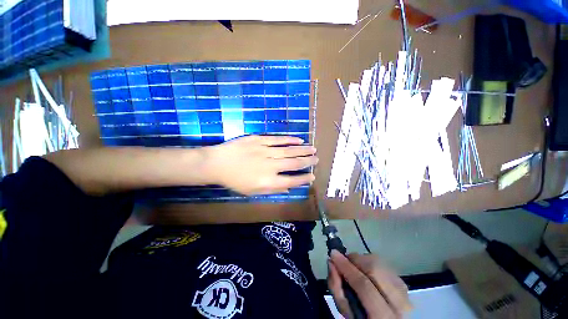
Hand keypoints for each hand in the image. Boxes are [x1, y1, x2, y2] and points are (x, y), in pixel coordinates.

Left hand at [204, 135, 317, 194]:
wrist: (217, 163)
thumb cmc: (234, 180)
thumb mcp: (253, 191)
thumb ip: (272, 189)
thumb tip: (288, 188)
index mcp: (268, 181)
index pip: (291, 181)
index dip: (303, 179)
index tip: (312, 176)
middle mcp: (270, 166)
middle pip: (293, 163)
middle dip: (307, 162)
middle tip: (317, 159)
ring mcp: (265, 151)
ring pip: (289, 150)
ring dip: (303, 150)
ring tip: (313, 149)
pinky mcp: (259, 140)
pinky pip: (278, 140)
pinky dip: (290, 140)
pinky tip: (299, 140)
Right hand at [328, 250, 411, 318]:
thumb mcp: (347, 313)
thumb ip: (337, 289)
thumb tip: (332, 262)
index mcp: (383, 318)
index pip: (364, 286)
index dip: (347, 267)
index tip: (333, 254)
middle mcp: (400, 306)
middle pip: (376, 270)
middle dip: (355, 260)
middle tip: (344, 260)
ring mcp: (406, 294)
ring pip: (381, 265)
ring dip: (363, 260)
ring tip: (354, 266)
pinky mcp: (405, 286)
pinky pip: (385, 266)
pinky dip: (372, 263)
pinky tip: (366, 271)